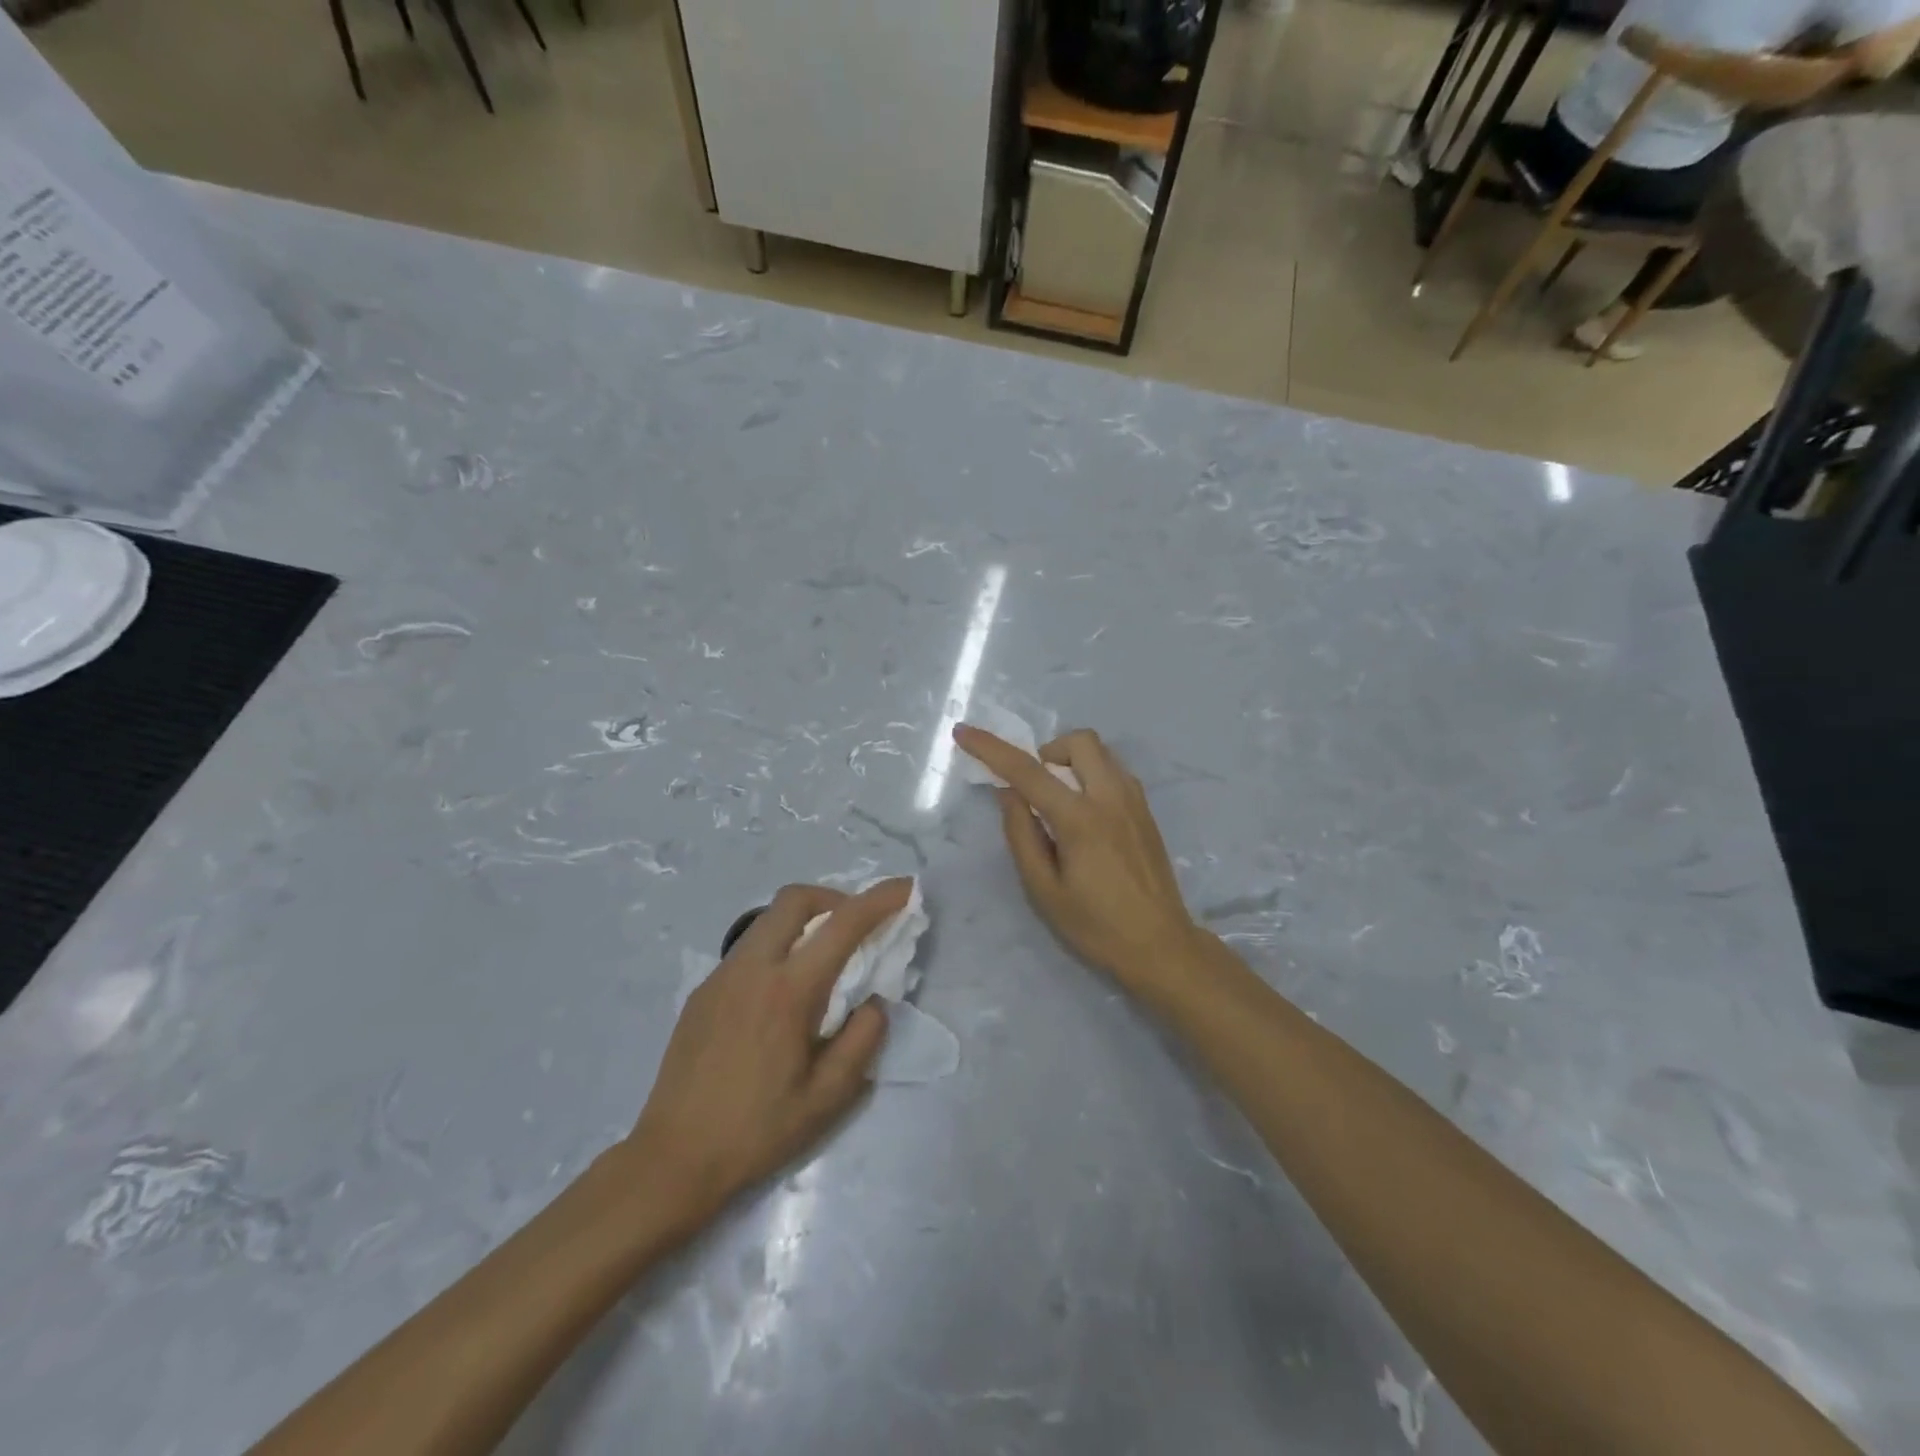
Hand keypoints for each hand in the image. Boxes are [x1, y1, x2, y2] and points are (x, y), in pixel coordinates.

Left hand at [623, 879, 908, 1232]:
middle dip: (834, 897)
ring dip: (804, 921)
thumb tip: (873, 1001)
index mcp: (788, 991)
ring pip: (768, 920)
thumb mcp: (828, 1097)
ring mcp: (721, 977)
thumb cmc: (757, 1131)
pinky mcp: (702, 992)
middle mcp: (752, 969)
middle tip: (856, 926)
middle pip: (795, 899)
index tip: (906, 888)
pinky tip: (782, 995)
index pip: (842, 924)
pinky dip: (778, 947)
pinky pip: (748, 949)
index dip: (880, 899)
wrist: (673, 1159)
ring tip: (822, 960)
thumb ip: (862, 1039)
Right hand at [955, 725, 1198, 990]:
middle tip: (1034, 787)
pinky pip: (1115, 771)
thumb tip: (1008, 793)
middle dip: (1047, 751)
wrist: (1161, 946)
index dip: (991, 748)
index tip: (964, 731)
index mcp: (1080, 819)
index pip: (1027, 771)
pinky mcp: (1146, 811)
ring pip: (1101, 752)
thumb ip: (1022, 835)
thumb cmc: (1096, 926)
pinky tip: (1085, 813)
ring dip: (1071, 761)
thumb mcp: (1044, 890)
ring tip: (1059, 802)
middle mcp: (1111, 797)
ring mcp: (1135, 801)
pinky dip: (1092, 774)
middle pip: (1078, 741)